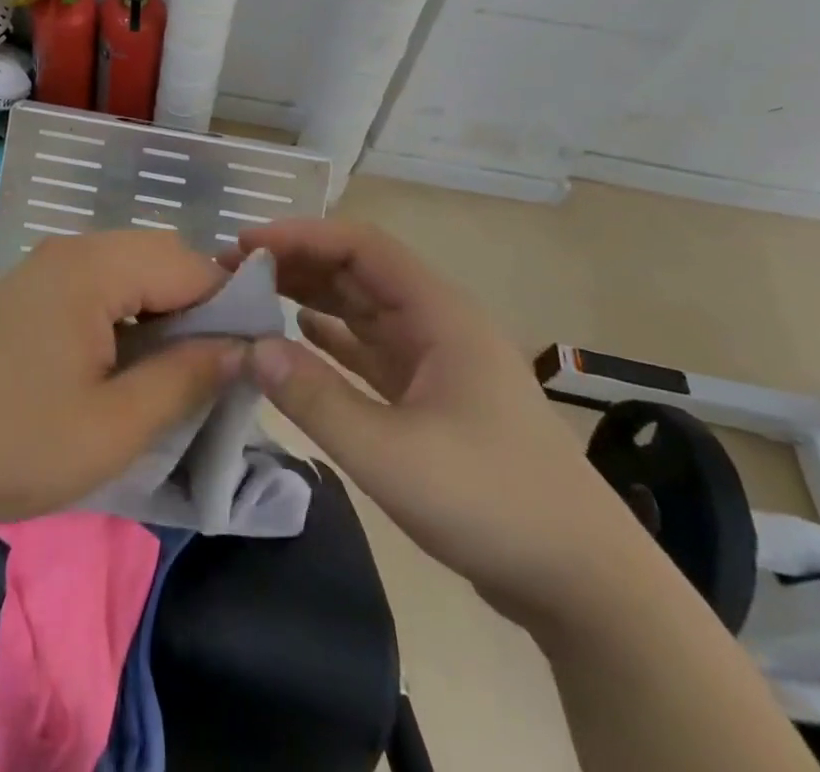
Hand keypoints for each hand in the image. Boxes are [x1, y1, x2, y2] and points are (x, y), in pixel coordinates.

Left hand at [0, 231, 244, 535]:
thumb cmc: (13, 443)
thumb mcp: (114, 427)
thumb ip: (186, 379)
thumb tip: (242, 348)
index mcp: (94, 267)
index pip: (190, 262)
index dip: (228, 306)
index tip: (246, 361)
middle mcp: (72, 251)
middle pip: (160, 257)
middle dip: (196, 307)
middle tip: (207, 373)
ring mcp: (45, 269)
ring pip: (130, 271)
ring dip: (161, 312)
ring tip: (169, 375)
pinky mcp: (28, 293)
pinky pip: (98, 286)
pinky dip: (126, 316)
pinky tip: (122, 366)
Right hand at [236, 219, 652, 629]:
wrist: (584, 583)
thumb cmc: (492, 502)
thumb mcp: (392, 455)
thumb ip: (316, 398)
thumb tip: (250, 348)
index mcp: (438, 314)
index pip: (361, 246)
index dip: (301, 236)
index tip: (245, 244)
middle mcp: (436, 323)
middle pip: (358, 271)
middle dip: (298, 262)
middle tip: (235, 270)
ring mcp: (436, 360)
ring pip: (362, 308)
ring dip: (311, 295)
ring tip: (254, 294)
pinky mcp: (432, 396)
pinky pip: (370, 348)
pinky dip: (331, 336)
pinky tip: (297, 335)